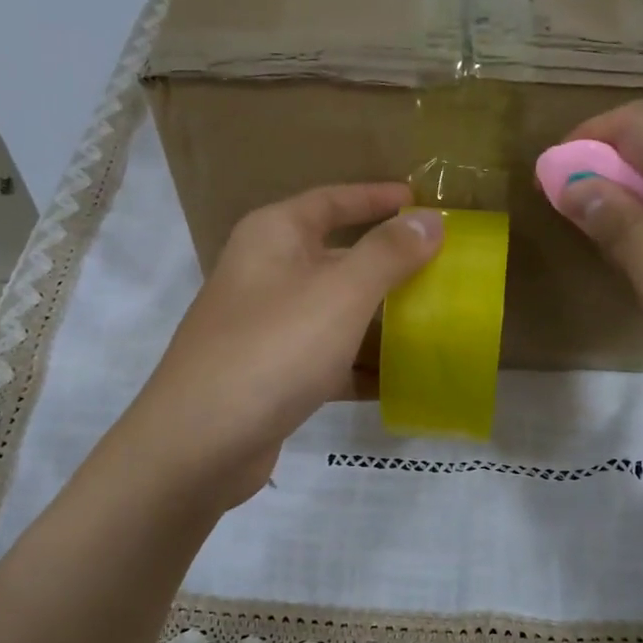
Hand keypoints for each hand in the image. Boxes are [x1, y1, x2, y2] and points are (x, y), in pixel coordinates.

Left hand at [121, 185, 442, 506]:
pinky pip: (326, 360)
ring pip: (334, 314)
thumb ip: (388, 254)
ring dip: (379, 321)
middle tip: (441, 271)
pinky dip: (359, 367)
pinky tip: (402, 382)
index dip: (376, 198)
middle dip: (387, 267)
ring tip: (435, 325)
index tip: (421, 203)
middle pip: (336, 259)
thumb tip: (429, 221)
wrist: (201, 443)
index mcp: (273, 237)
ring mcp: (265, 329)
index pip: (331, 201)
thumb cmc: (274, 349)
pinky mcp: (271, 376)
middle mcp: (265, 275)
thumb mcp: (340, 294)